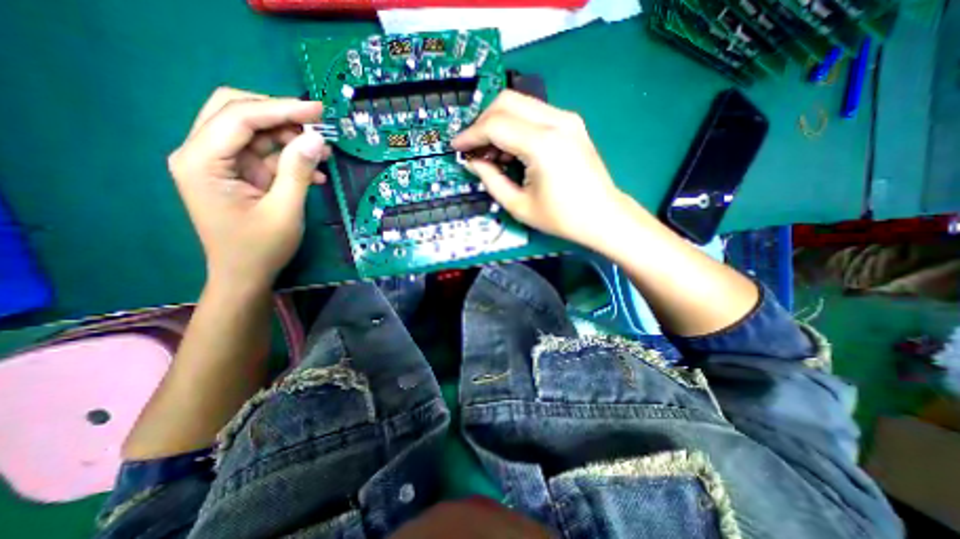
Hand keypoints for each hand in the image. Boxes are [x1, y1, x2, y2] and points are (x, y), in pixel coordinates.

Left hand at [167, 86, 329, 290]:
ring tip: (323, 152)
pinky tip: (314, 173)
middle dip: (279, 115)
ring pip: (253, 133)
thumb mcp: (285, 210)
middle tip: (317, 123)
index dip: (281, 108)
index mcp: (202, 161)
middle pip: (237, 113)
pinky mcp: (237, 175)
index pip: (239, 117)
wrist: (245, 275)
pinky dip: (289, 160)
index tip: (318, 110)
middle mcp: (202, 154)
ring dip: (289, 139)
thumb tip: (315, 138)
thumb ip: (297, 171)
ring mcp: (220, 164)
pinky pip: (264, 156)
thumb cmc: (260, 248)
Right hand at [453, 89, 631, 245]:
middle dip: (482, 122)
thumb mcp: (518, 205)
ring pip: (520, 103)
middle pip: (506, 101)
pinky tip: (511, 150)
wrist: (603, 216)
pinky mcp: (571, 123)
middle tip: (473, 148)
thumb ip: (490, 180)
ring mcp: (567, 119)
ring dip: (498, 123)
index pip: (495, 125)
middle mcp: (556, 121)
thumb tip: (472, 162)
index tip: (457, 147)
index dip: (471, 135)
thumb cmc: (562, 218)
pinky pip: (534, 113)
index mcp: (543, 145)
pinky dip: (515, 126)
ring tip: (491, 154)